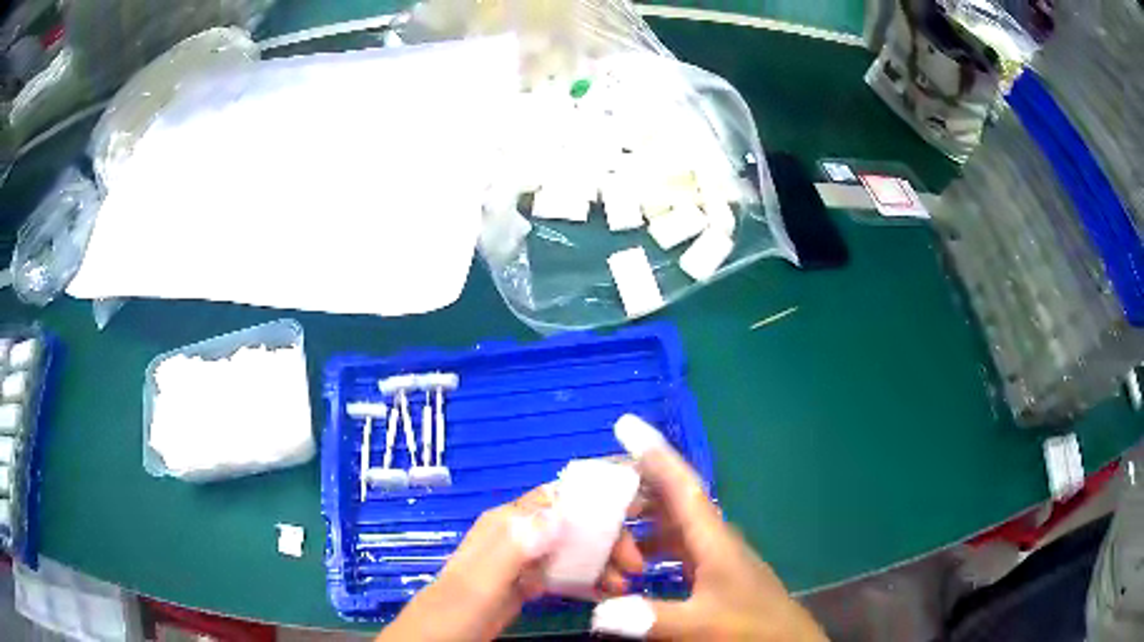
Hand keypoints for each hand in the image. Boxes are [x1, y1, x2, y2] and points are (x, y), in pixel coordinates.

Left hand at [377, 483, 643, 641]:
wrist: (433, 640)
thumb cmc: (454, 611)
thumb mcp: (480, 582)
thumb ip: (513, 548)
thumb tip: (557, 514)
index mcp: (506, 524)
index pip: (559, 498)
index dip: (597, 505)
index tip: (633, 523)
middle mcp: (517, 536)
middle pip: (572, 524)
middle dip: (606, 540)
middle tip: (633, 567)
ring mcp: (521, 562)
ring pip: (571, 550)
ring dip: (601, 562)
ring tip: (623, 586)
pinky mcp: (524, 585)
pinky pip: (563, 574)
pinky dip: (586, 581)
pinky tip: (606, 594)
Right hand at [592, 417, 827, 640]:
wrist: (783, 640)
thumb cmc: (751, 626)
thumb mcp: (703, 623)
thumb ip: (653, 617)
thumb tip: (599, 613)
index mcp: (713, 538)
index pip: (681, 486)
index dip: (654, 454)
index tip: (625, 425)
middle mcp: (711, 537)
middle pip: (668, 500)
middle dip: (632, 493)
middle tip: (592, 499)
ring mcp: (709, 555)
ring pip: (667, 525)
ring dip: (636, 525)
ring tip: (601, 535)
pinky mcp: (707, 571)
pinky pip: (669, 549)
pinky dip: (645, 550)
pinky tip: (626, 569)